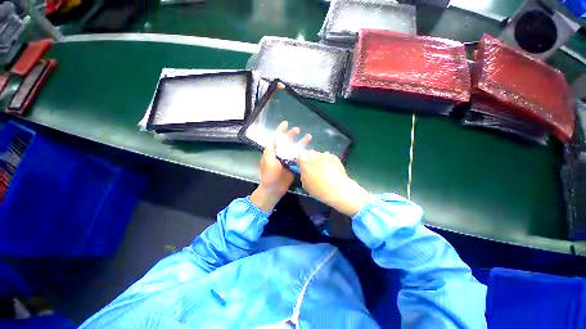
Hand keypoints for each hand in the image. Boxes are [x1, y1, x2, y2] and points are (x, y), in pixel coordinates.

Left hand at [251, 121, 310, 211]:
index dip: (280, 130)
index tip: (286, 123)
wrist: (274, 189)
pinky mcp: (292, 166)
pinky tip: (309, 150)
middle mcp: (280, 154)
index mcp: (272, 151)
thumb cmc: (269, 175)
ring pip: (294, 149)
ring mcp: (287, 160)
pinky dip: (303, 153)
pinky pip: (298, 157)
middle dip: (292, 135)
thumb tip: (276, 138)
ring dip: (301, 143)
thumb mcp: (269, 160)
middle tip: (298, 129)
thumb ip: (272, 149)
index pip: (276, 137)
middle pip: (287, 142)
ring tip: (309, 137)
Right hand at [298, 150, 368, 215]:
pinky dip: (329, 161)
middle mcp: (314, 156)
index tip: (304, 165)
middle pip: (310, 153)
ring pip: (320, 154)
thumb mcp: (305, 184)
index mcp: (304, 162)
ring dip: (320, 159)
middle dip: (311, 158)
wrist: (337, 189)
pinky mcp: (334, 156)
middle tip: (314, 167)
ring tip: (324, 169)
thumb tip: (304, 170)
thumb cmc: (318, 189)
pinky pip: (329, 156)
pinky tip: (332, 169)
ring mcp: (324, 155)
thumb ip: (304, 174)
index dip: (302, 159)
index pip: (301, 154)